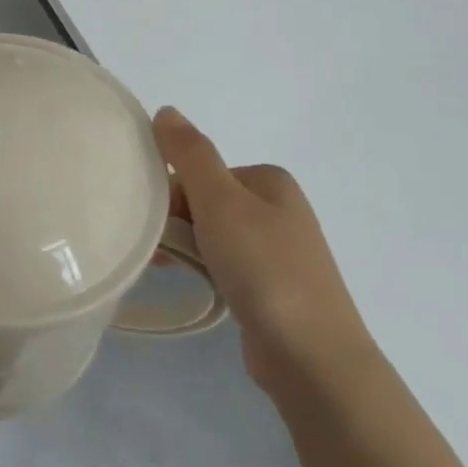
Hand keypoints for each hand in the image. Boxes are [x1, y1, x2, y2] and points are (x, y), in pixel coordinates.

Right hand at [153, 106, 375, 399]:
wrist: (312, 356)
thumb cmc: (265, 268)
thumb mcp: (220, 201)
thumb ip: (190, 154)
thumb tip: (166, 110)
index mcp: (269, 180)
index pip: (200, 172)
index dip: (170, 193)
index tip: (155, 222)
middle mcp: (277, 209)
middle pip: (204, 201)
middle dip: (176, 223)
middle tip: (158, 251)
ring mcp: (277, 250)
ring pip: (211, 235)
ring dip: (185, 248)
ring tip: (164, 270)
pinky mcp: (271, 288)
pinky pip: (223, 265)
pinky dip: (202, 270)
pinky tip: (190, 285)